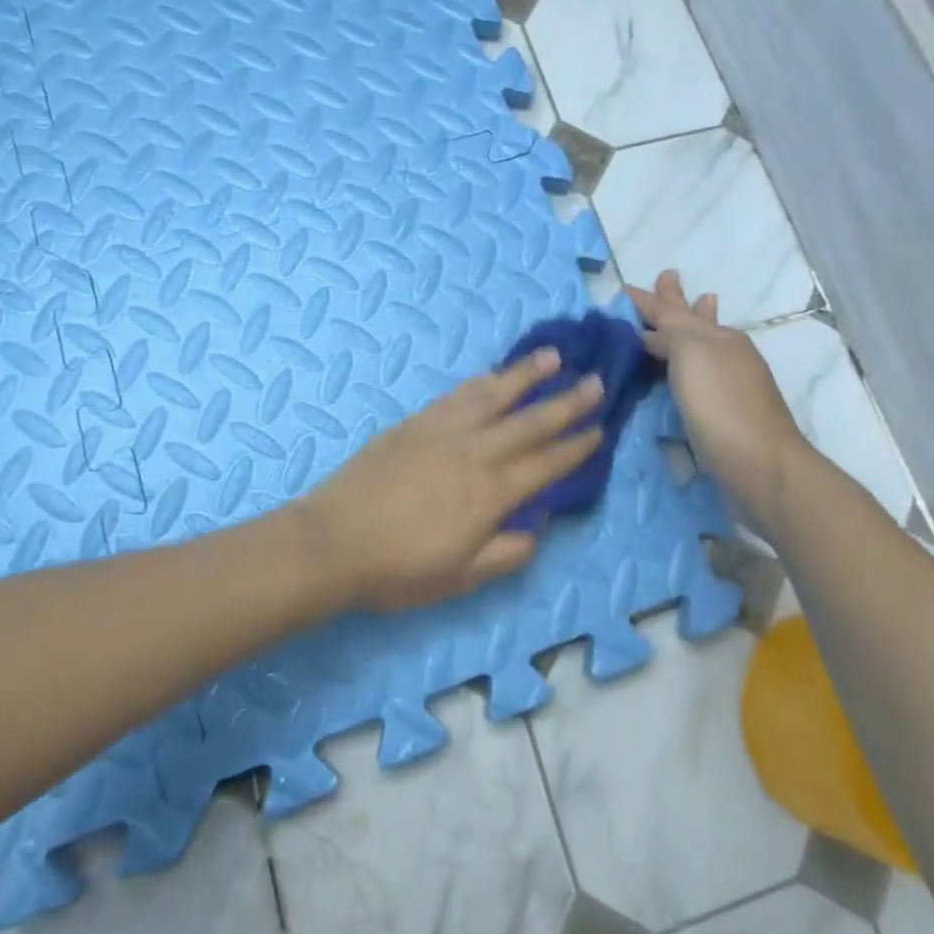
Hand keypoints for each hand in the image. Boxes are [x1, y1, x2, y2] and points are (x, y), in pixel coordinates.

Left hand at [297, 349, 604, 612]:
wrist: (333, 542)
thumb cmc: (399, 569)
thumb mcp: (462, 577)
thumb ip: (507, 551)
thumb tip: (539, 525)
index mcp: (491, 493)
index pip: (545, 464)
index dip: (575, 447)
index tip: (600, 430)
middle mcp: (474, 452)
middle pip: (529, 421)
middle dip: (566, 402)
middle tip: (596, 381)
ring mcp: (442, 431)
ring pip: (493, 395)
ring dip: (526, 375)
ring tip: (552, 356)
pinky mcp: (414, 423)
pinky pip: (456, 395)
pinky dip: (481, 382)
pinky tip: (491, 376)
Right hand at [626, 270, 809, 507]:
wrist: (760, 465)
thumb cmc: (721, 405)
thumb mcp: (691, 355)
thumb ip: (669, 335)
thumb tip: (649, 334)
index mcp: (716, 337)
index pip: (673, 311)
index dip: (649, 300)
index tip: (626, 288)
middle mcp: (726, 353)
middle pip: (695, 320)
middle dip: (679, 301)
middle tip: (668, 277)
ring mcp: (732, 382)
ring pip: (705, 344)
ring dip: (697, 323)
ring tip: (703, 301)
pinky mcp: (729, 411)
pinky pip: (703, 373)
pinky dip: (694, 361)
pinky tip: (692, 367)